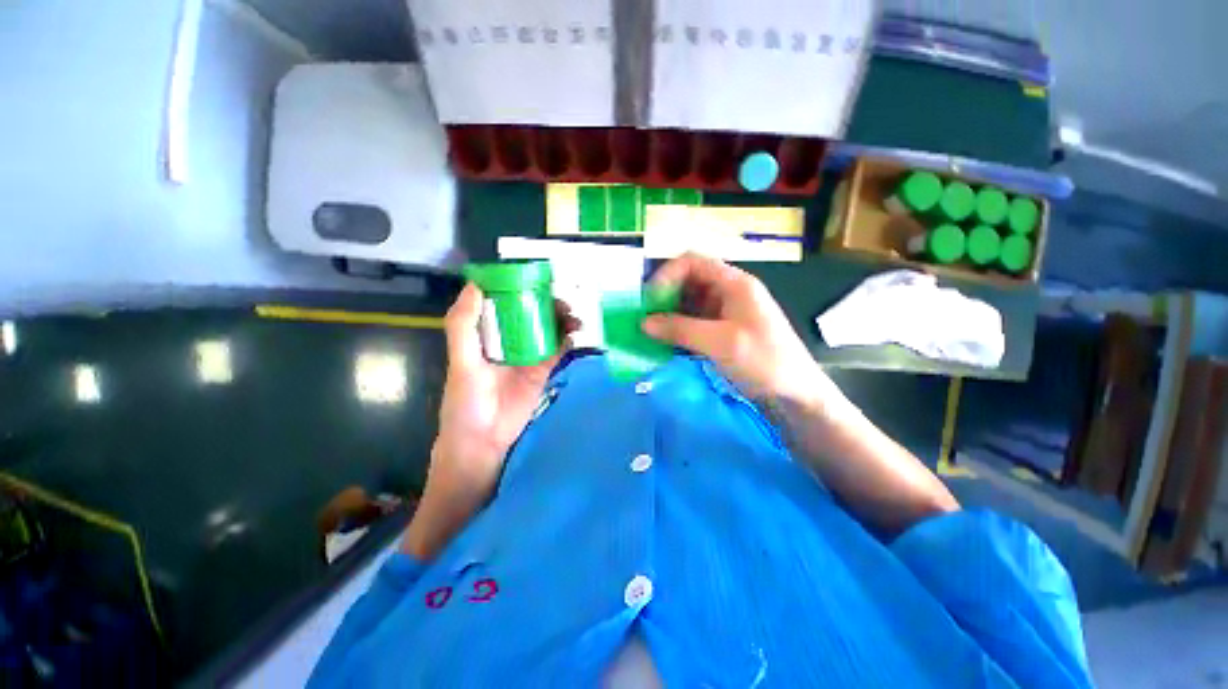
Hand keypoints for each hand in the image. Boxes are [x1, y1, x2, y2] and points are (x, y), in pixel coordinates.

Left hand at [406, 283, 575, 558]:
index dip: (518, 286)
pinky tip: (576, 333)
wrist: (485, 441)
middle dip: (546, 302)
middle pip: (531, 313)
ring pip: (548, 328)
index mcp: (486, 334)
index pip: (503, 302)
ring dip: (561, 319)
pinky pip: (559, 350)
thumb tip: (476, 285)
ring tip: (573, 314)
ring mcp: (528, 354)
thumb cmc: (466, 401)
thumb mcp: (460, 360)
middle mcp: (509, 340)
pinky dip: (568, 339)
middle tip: (562, 297)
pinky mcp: (543, 370)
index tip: (534, 275)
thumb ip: (463, 324)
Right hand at [642, 253, 829, 403]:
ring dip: (668, 315)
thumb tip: (643, 322)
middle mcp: (727, 292)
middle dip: (664, 297)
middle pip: (687, 281)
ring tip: (650, 333)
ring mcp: (724, 312)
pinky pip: (692, 322)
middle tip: (645, 318)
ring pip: (687, 303)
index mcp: (734, 283)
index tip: (649, 301)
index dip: (666, 275)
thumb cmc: (764, 362)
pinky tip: (665, 343)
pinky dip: (677, 329)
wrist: (795, 395)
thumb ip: (680, 329)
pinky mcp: (721, 331)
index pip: (692, 262)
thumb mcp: (721, 343)